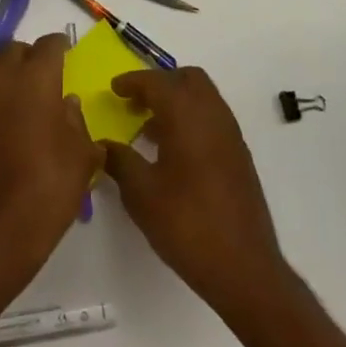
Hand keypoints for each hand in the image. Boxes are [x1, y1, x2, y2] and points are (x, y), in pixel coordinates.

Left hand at [0, 35, 102, 284]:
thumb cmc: (48, 187)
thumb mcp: (81, 155)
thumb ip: (76, 121)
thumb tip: (67, 103)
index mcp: (36, 77)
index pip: (49, 45)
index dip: (60, 47)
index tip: (66, 53)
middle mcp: (1, 75)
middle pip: (15, 50)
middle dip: (30, 57)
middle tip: (43, 77)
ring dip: (2, 69)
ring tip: (15, 90)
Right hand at [100, 68, 285, 319]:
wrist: (244, 268)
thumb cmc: (187, 225)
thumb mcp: (141, 194)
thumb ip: (119, 161)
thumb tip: (101, 144)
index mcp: (186, 116)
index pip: (157, 82)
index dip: (133, 81)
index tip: (114, 89)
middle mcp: (213, 116)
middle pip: (187, 78)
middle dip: (159, 83)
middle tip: (135, 102)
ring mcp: (230, 135)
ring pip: (203, 97)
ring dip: (177, 100)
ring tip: (149, 127)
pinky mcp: (239, 156)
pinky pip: (212, 118)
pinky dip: (191, 118)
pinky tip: (173, 151)